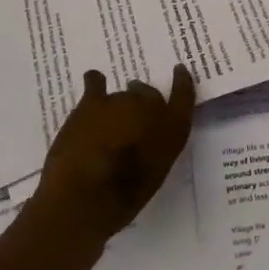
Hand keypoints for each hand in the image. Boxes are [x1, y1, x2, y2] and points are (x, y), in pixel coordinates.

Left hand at [36, 66, 195, 245]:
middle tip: (134, 116)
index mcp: (172, 130)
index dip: (182, 82)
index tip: (179, 70)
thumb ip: (156, 150)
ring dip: (118, 105)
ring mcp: (120, 101)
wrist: (84, 196)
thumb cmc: (123, 199)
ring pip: (122, 96)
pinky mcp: (92, 102)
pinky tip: (93, 80)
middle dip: (143, 101)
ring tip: (108, 121)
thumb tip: (145, 140)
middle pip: (149, 94)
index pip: (184, 97)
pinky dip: (95, 81)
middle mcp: (150, 108)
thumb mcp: (154, 176)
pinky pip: (95, 83)